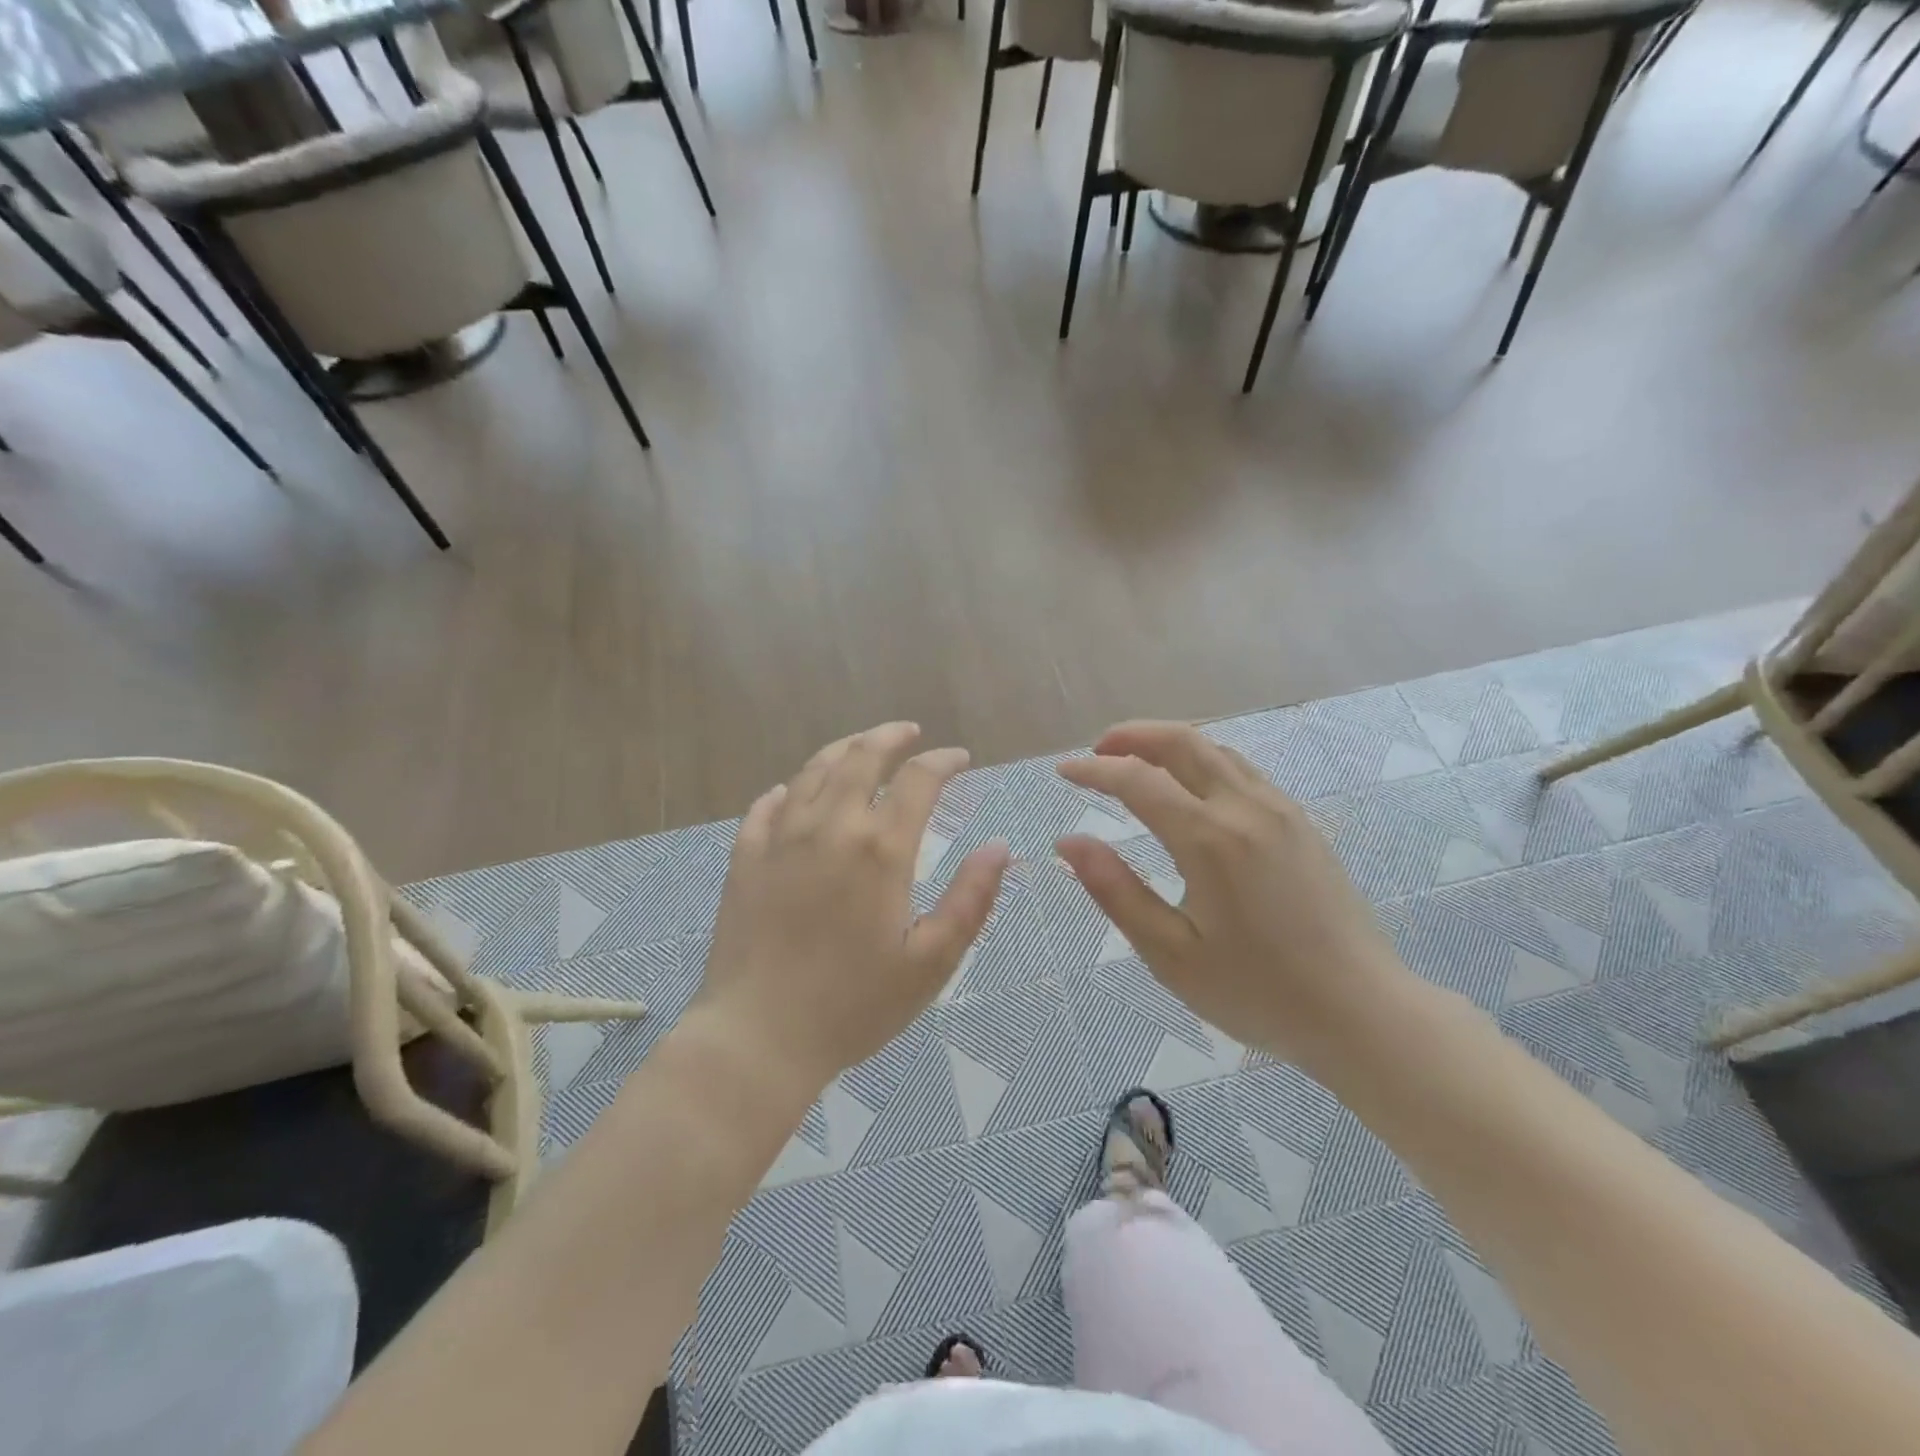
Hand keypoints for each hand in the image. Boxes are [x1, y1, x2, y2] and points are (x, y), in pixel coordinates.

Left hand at [693, 723, 1010, 1097]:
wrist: (758, 1037)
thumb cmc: (854, 1006)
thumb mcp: (931, 962)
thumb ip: (970, 900)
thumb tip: (999, 847)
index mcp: (880, 849)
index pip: (918, 780)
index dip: (943, 762)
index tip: (959, 759)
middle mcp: (830, 827)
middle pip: (861, 756)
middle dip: (891, 736)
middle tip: (909, 733)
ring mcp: (780, 838)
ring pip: (813, 770)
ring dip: (843, 750)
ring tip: (861, 747)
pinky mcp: (744, 858)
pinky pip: (766, 806)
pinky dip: (788, 789)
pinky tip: (794, 792)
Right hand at [1055, 722, 1411, 1072]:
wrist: (1363, 1012)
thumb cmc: (1257, 991)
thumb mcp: (1171, 953)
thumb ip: (1115, 890)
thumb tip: (1069, 842)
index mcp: (1209, 839)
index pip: (1138, 779)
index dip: (1094, 770)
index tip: (1063, 772)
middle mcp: (1246, 808)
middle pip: (1182, 741)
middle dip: (1132, 736)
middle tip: (1096, 751)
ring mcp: (1281, 810)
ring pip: (1216, 749)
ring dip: (1169, 743)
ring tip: (1135, 762)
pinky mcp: (1302, 823)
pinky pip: (1242, 769)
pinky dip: (1203, 759)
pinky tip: (1191, 787)